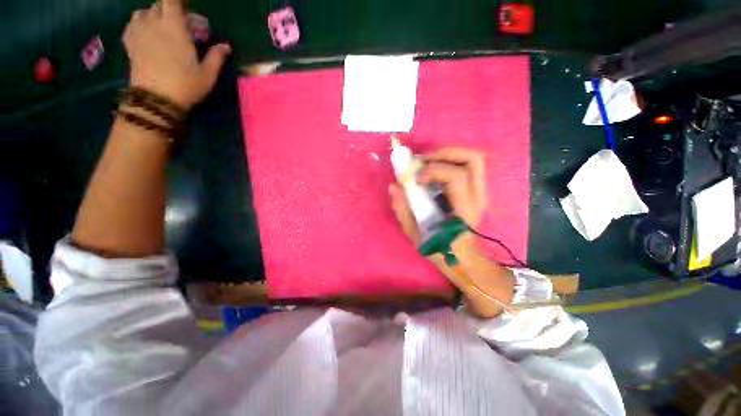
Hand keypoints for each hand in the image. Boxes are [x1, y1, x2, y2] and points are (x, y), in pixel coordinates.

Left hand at [122, 0, 230, 108]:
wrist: (155, 99)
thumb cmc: (185, 85)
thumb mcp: (208, 74)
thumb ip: (216, 57)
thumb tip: (226, 45)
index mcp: (175, 27)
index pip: (171, 0)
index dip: (177, 1)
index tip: (185, 7)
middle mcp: (154, 23)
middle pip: (159, 5)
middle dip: (171, 11)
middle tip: (181, 26)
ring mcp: (139, 32)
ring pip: (143, 12)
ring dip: (153, 16)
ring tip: (161, 28)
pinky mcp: (129, 42)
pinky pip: (131, 24)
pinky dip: (139, 24)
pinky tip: (145, 33)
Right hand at [389, 147, 486, 245]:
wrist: (461, 256)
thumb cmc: (438, 247)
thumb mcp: (415, 233)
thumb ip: (402, 209)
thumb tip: (394, 185)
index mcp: (464, 209)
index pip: (456, 176)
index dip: (434, 171)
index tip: (416, 179)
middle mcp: (477, 197)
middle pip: (473, 158)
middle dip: (445, 152)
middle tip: (423, 160)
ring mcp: (480, 192)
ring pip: (474, 159)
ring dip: (449, 154)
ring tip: (428, 161)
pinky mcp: (476, 190)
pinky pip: (468, 166)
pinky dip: (450, 160)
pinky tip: (435, 169)